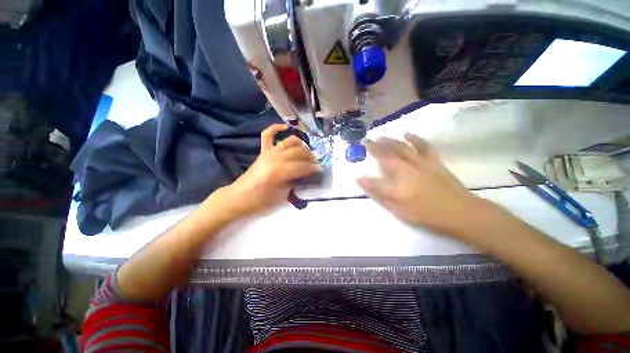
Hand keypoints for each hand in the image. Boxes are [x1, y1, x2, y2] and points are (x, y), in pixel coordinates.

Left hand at [214, 124, 319, 217]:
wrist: (239, 197)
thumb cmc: (261, 201)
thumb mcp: (282, 195)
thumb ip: (295, 182)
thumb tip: (305, 175)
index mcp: (279, 171)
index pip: (302, 166)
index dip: (313, 168)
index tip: (320, 170)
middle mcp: (275, 157)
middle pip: (299, 151)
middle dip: (310, 157)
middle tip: (315, 163)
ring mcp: (268, 152)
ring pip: (290, 141)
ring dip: (301, 145)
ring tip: (306, 152)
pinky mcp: (263, 151)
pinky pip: (268, 134)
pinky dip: (276, 128)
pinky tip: (285, 127)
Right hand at [357, 133, 486, 236]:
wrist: (461, 213)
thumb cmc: (426, 214)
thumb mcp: (398, 209)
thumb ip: (379, 193)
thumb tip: (360, 180)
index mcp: (397, 182)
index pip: (377, 171)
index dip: (367, 165)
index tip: (359, 157)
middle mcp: (407, 169)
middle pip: (388, 154)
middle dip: (376, 146)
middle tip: (367, 140)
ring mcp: (421, 163)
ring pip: (403, 148)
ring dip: (390, 141)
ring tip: (381, 136)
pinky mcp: (434, 162)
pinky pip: (423, 146)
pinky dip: (415, 139)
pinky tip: (407, 134)